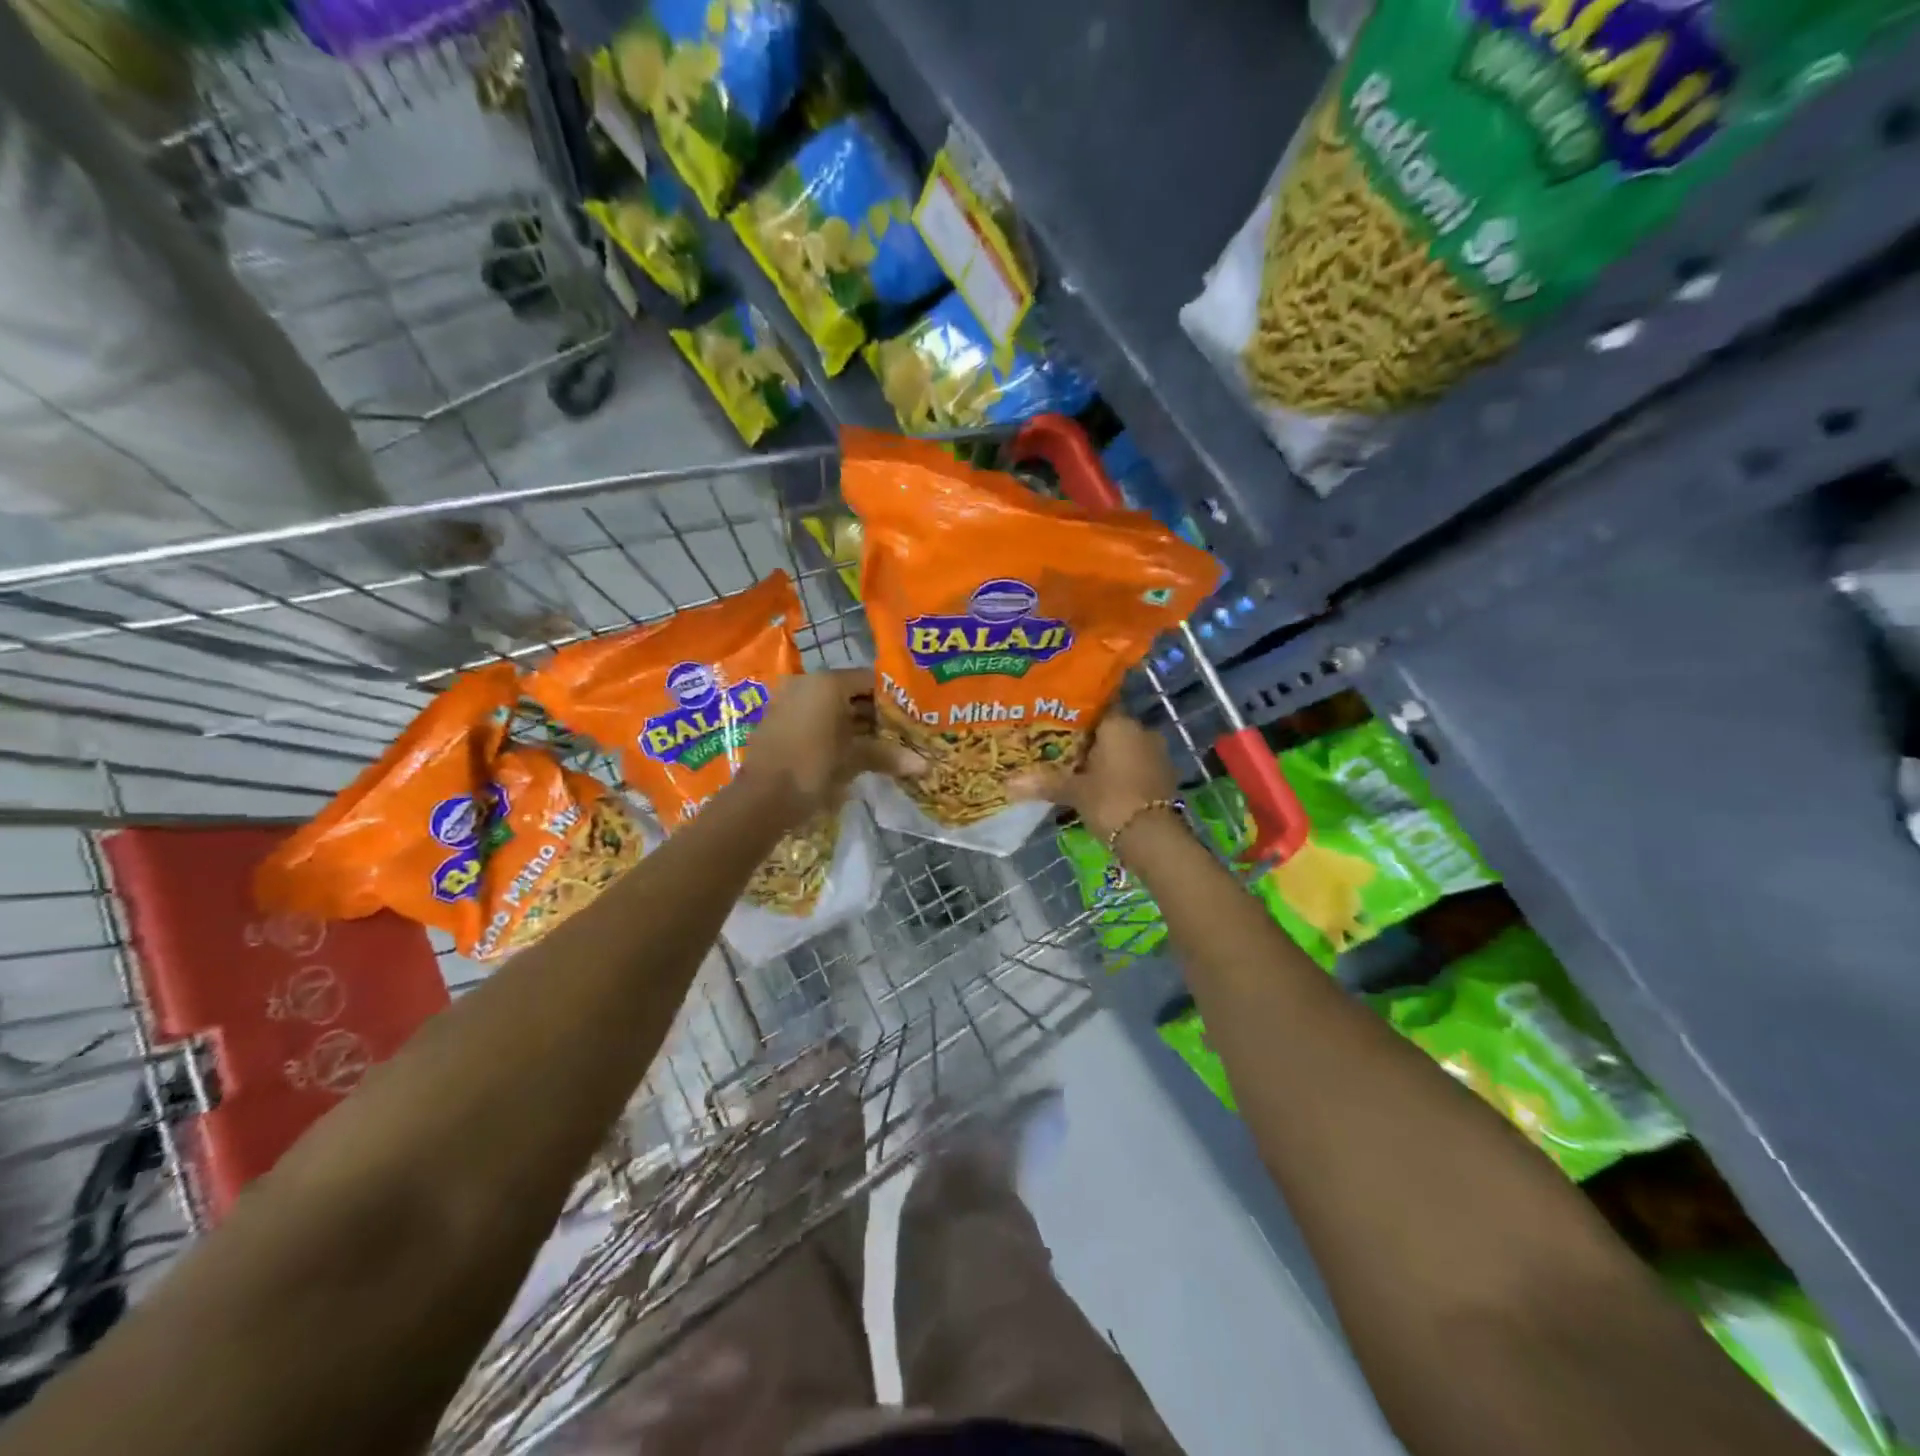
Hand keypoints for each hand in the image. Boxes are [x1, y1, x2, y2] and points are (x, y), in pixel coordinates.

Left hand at [741, 668, 922, 823]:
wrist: (761, 800)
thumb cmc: (812, 769)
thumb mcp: (854, 760)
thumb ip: (887, 756)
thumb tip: (925, 765)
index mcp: (828, 683)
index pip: (870, 680)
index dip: (892, 698)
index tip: (911, 716)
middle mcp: (807, 683)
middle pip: (850, 693)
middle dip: (875, 714)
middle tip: (900, 733)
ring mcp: (788, 701)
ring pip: (831, 707)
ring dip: (854, 725)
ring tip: (881, 745)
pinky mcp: (777, 722)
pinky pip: (813, 718)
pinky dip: (832, 731)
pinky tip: (849, 751)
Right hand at [1009, 713, 1179, 840]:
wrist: (1154, 838)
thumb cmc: (1111, 801)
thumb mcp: (1074, 791)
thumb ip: (1044, 782)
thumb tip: (1007, 783)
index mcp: (1120, 724)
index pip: (1095, 707)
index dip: (1073, 715)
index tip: (1053, 724)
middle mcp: (1141, 731)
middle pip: (1108, 729)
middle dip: (1086, 740)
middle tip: (1058, 749)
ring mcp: (1156, 754)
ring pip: (1122, 748)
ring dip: (1103, 758)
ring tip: (1074, 769)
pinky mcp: (1163, 776)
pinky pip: (1134, 765)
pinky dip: (1118, 772)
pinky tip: (1098, 785)